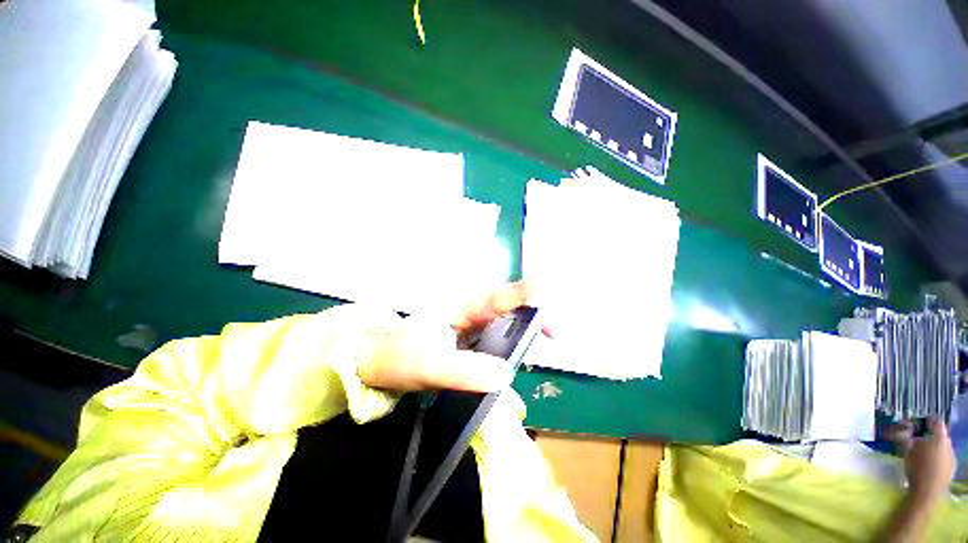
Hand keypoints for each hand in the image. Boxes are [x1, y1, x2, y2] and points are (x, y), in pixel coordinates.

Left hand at [357, 280, 534, 392]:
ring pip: (502, 324)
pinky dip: (509, 345)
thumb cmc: (398, 357)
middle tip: (553, 333)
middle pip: (506, 308)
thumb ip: (466, 370)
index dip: (521, 293)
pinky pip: (494, 340)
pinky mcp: (467, 342)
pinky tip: (517, 356)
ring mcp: (468, 327)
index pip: (496, 297)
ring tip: (543, 340)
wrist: (375, 364)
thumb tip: (506, 374)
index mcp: (461, 308)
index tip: (545, 292)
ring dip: (522, 330)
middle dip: (530, 315)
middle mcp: (469, 313)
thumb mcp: (430, 365)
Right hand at [904, 419, 956, 500]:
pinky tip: (929, 464)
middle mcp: (949, 443)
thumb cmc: (916, 469)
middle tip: (917, 441)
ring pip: (943, 447)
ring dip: (933, 447)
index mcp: (939, 437)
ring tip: (923, 454)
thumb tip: (903, 427)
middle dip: (929, 437)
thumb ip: (906, 437)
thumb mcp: (907, 451)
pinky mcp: (952, 467)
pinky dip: (937, 457)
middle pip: (940, 435)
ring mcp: (952, 456)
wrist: (927, 492)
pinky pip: (945, 457)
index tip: (918, 423)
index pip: (936, 422)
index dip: (927, 421)